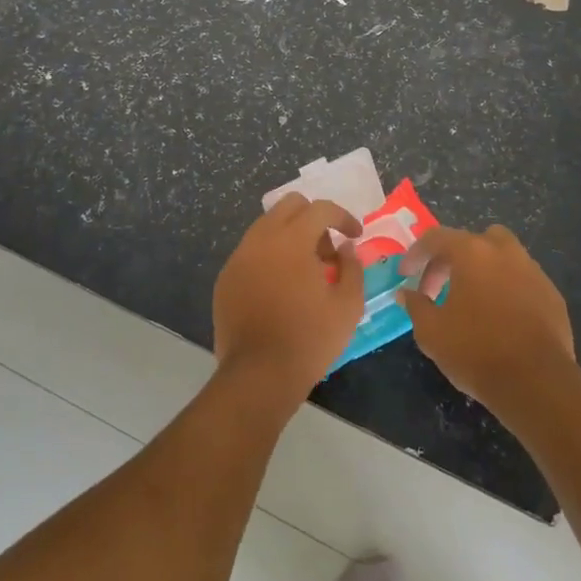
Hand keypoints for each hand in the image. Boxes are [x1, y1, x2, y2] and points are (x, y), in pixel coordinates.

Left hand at [212, 195, 364, 411]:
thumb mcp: (348, 305)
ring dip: (291, 237)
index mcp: (291, 240)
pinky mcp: (226, 278)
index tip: (355, 236)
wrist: (259, 374)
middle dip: (314, 219)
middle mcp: (260, 239)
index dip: (343, 217)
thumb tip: (346, 248)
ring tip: (306, 272)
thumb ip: (352, 267)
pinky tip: (281, 288)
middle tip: (328, 251)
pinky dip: (270, 257)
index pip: (320, 209)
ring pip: (267, 227)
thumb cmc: (309, 339)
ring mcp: (239, 258)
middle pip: (289, 206)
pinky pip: (252, 252)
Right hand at [399, 225, 575, 409]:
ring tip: (470, 301)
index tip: (405, 274)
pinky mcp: (552, 294)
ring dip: (482, 271)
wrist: (537, 382)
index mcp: (472, 253)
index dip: (416, 254)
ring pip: (503, 257)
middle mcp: (505, 252)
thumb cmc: (476, 351)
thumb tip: (406, 293)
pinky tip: (499, 318)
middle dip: (452, 259)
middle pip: (474, 240)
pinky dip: (506, 289)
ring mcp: (533, 271)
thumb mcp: (432, 332)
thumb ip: (416, 306)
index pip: (436, 238)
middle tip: (438, 289)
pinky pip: (522, 280)